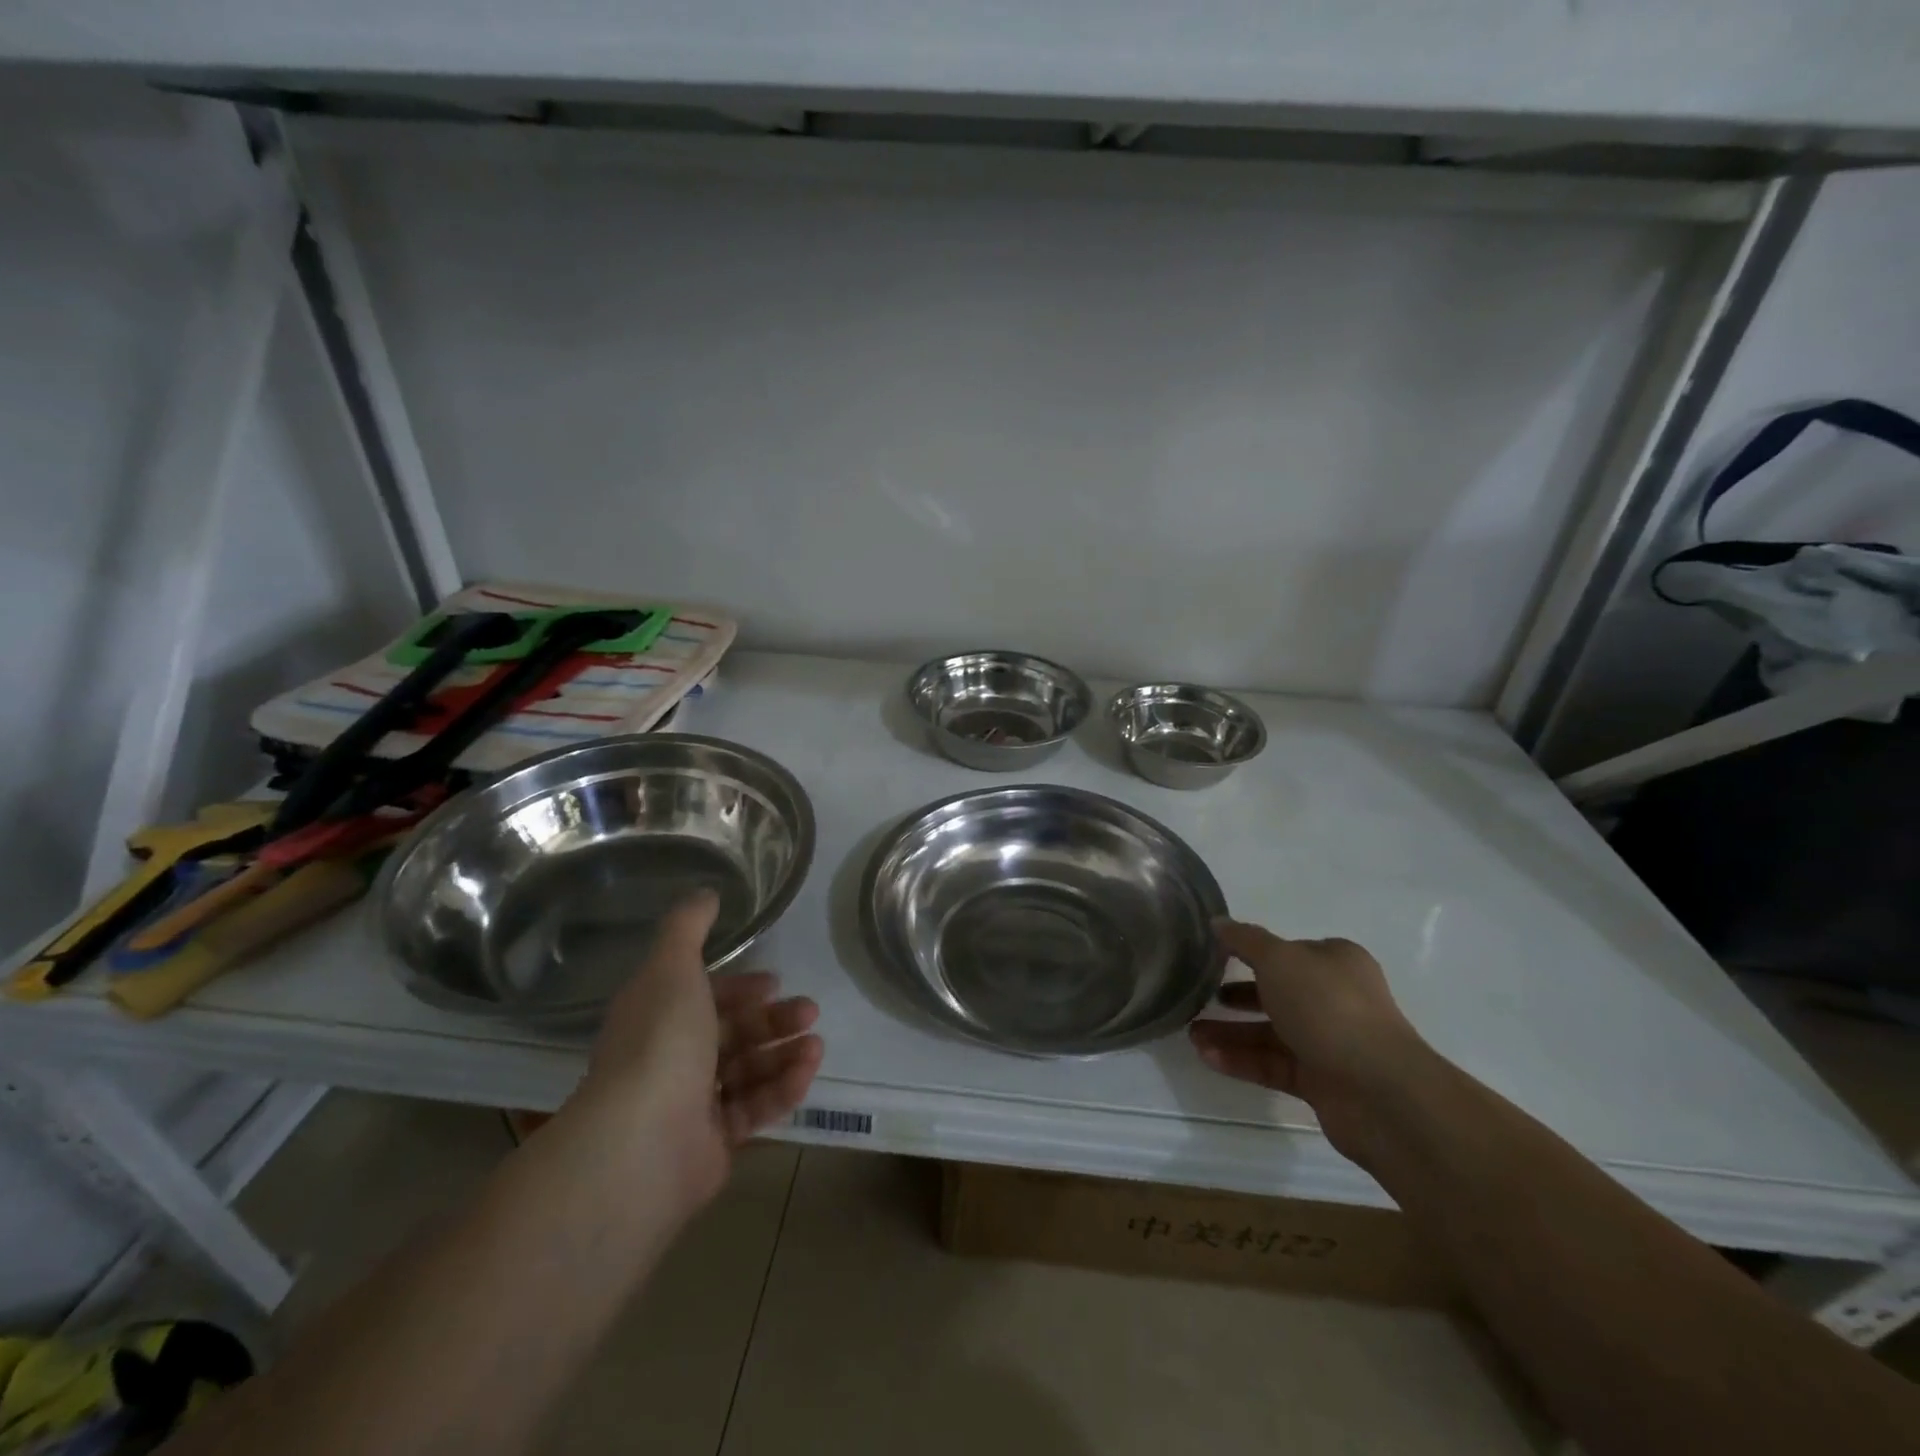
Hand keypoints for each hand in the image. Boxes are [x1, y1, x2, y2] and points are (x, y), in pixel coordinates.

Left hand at [569, 891, 822, 1212]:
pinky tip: (808, 1071)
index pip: (703, 999)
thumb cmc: (659, 1043)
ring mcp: (691, 1105)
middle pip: (732, 1034)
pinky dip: (782, 1089)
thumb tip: (704, 891)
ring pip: (748, 1071)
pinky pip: (754, 1109)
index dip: (739, 988)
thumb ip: (688, 927)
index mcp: (656, 1019)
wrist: (641, 1144)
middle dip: (773, 1020)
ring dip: (785, 1053)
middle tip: (809, 1012)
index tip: (773, 983)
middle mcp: (670, 1059)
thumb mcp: (672, 968)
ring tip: (816, 1045)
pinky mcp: (713, 1143)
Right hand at [1188, 920, 1428, 1161]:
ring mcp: (1330, 1042)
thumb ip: (1245, 940)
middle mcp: (1336, 999)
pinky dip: (1241, 1060)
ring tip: (1191, 1035)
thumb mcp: (1279, 959)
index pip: (1289, 952)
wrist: (1378, 1092)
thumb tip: (1217, 922)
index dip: (1252, 953)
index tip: (1214, 958)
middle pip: (1277, 993)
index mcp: (1336, 962)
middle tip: (1200, 998)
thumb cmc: (1328, 1008)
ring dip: (1230, 1032)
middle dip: (1236, 996)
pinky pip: (1273, 1065)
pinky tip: (1207, 1057)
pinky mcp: (1321, 1082)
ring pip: (1271, 1032)